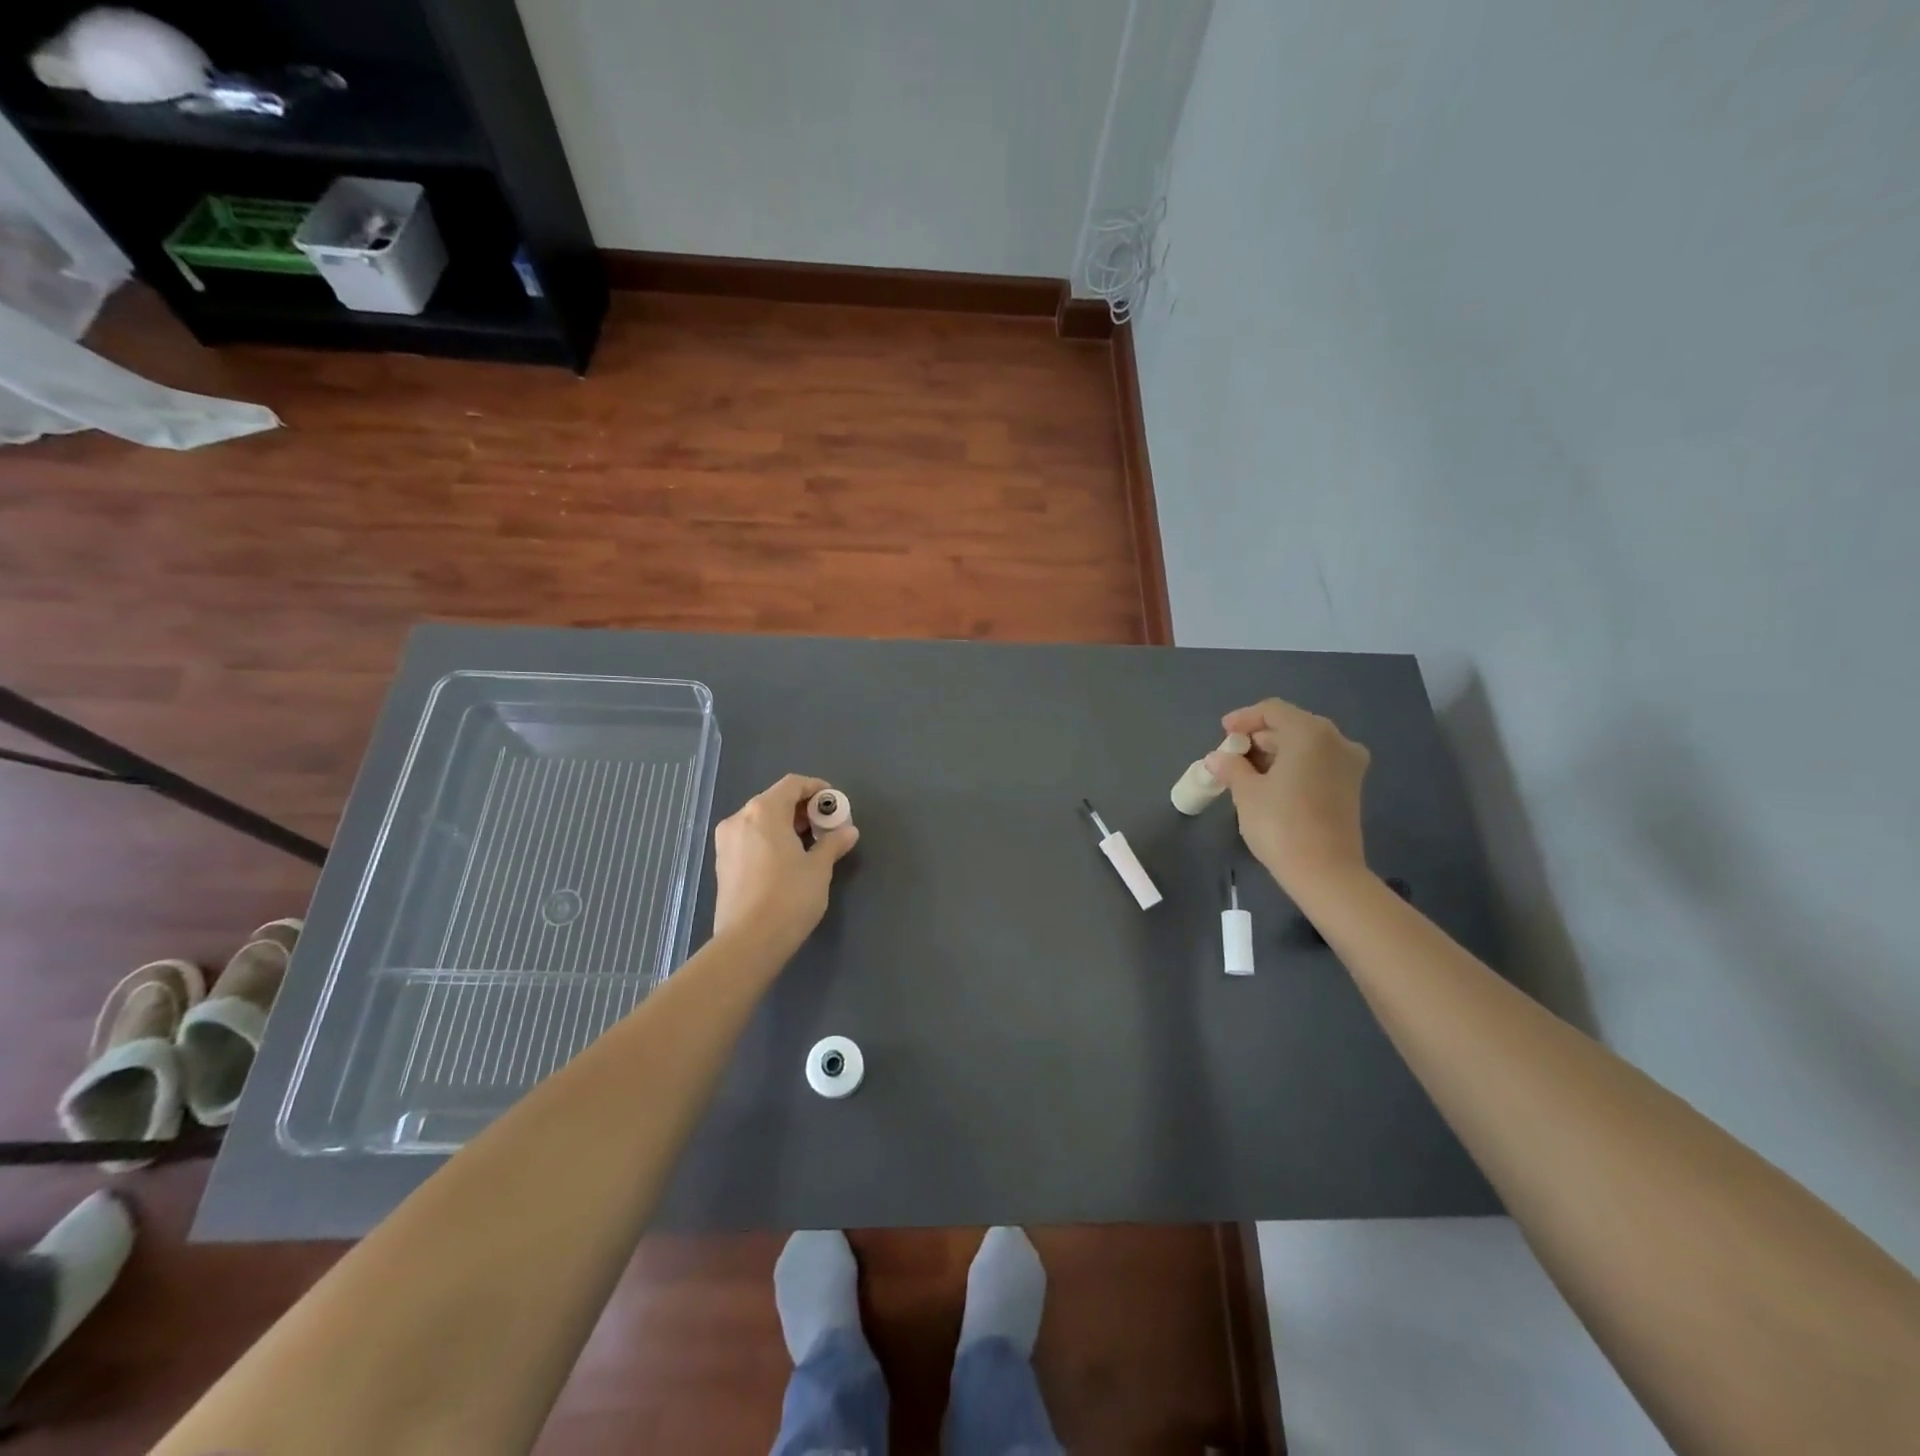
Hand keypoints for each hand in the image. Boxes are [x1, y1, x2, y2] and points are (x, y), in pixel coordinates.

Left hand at [712, 774, 859, 951]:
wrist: (748, 942)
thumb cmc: (789, 897)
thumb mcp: (819, 868)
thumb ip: (833, 843)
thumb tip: (848, 831)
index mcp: (764, 811)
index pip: (792, 784)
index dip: (816, 789)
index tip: (834, 804)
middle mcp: (740, 819)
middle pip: (774, 800)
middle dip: (802, 809)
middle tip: (826, 827)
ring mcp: (726, 842)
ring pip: (760, 821)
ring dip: (786, 825)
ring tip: (809, 845)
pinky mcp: (722, 864)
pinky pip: (750, 839)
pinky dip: (770, 840)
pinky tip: (787, 861)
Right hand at [1205, 698, 1370, 896]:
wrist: (1325, 872)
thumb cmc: (1280, 824)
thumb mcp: (1246, 792)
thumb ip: (1231, 767)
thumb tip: (1217, 758)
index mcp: (1310, 733)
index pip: (1272, 710)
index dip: (1244, 718)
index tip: (1223, 733)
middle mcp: (1336, 740)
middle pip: (1291, 725)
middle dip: (1259, 736)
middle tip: (1232, 755)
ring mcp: (1349, 763)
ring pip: (1306, 745)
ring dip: (1276, 752)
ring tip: (1247, 771)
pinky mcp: (1351, 786)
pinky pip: (1317, 762)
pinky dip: (1293, 765)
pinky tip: (1271, 783)